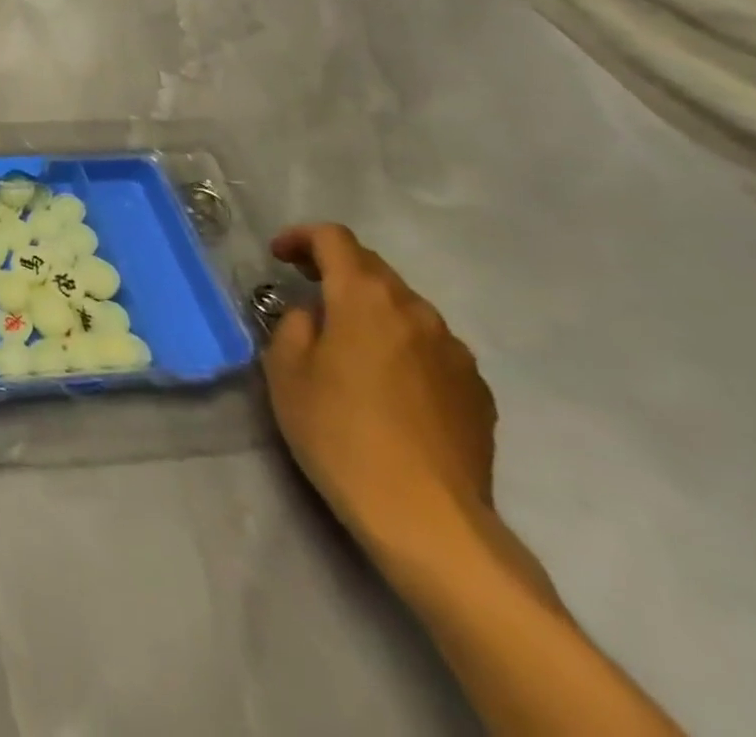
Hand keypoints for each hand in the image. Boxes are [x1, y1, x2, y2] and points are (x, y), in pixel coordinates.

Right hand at [262, 224, 497, 570]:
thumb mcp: (285, 370)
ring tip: (346, 340)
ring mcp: (454, 351)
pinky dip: (401, 344)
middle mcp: (417, 311)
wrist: (427, 518)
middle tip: (304, 287)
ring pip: (405, 308)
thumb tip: (315, 315)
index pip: (334, 239)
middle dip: (335, 269)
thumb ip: (295, 324)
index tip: (278, 255)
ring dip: (371, 308)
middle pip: (372, 268)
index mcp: (365, 297)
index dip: (301, 237)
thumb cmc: (339, 432)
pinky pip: (430, 347)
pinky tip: (386, 382)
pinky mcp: (477, 390)